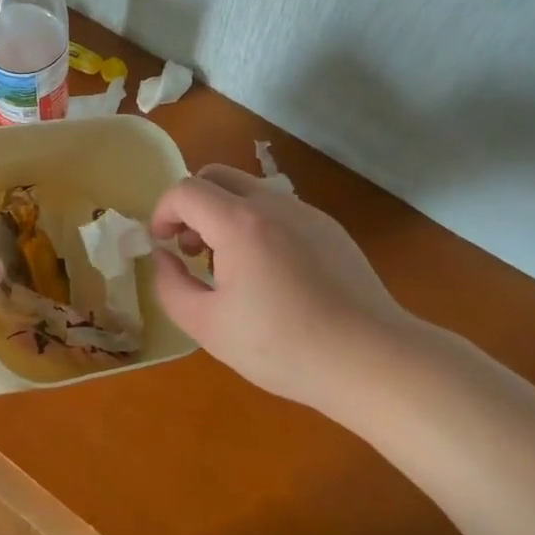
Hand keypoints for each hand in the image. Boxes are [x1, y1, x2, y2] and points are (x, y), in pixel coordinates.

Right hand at [151, 166, 411, 414]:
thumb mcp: (209, 327)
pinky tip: (272, 276)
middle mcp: (273, 203)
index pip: (185, 190)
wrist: (371, 359)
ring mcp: (307, 213)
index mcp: (239, 222)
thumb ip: (171, 286)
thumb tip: (163, 257)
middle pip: (217, 176)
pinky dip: (257, 225)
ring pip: (250, 191)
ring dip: (225, 214)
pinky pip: (280, 210)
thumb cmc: (283, 347)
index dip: (163, 213)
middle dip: (192, 205)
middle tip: (193, 250)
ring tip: (231, 267)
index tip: (163, 247)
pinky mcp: (330, 229)